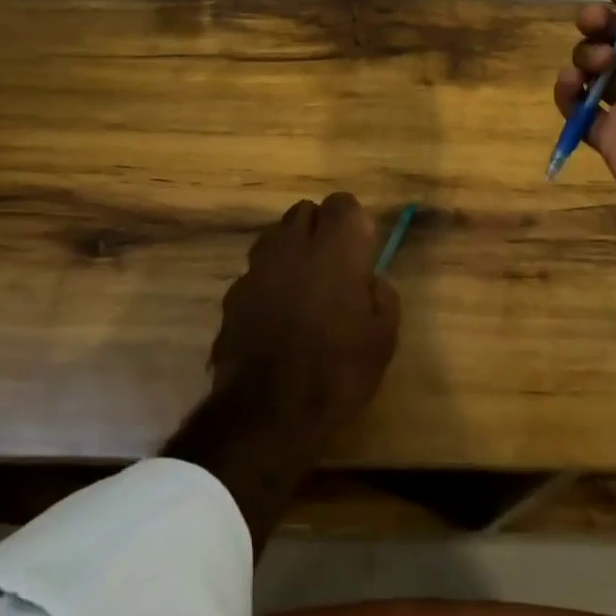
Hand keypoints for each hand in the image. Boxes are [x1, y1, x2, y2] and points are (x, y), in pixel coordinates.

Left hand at [208, 192, 400, 443]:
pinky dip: (268, 283)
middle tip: (333, 265)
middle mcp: (292, 245)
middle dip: (319, 228)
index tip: (361, 249)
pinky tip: (276, 316)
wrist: (267, 413)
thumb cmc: (337, 371)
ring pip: (275, 238)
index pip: (342, 203)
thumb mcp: (383, 339)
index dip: (353, 222)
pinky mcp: (233, 295)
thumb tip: (371, 280)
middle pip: (304, 212)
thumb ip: (382, 297)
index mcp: (334, 248)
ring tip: (304, 287)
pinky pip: (256, 273)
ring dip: (291, 251)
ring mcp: (257, 268)